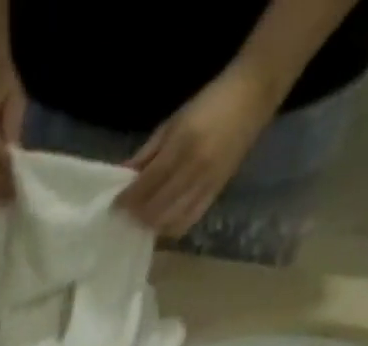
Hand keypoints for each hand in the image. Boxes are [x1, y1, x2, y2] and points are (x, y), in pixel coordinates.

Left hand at [117, 64, 278, 238]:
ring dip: (152, 225)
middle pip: (157, 207)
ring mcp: (207, 184)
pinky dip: (171, 228)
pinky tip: (161, 224)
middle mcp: (194, 169)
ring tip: (140, 221)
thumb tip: (123, 175)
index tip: (114, 206)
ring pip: (171, 219)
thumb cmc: (209, 102)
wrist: (253, 94)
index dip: (128, 199)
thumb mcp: (173, 122)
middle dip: (137, 215)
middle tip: (124, 217)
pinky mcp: (216, 192)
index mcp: (183, 145)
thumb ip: (147, 152)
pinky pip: (189, 221)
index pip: (147, 183)